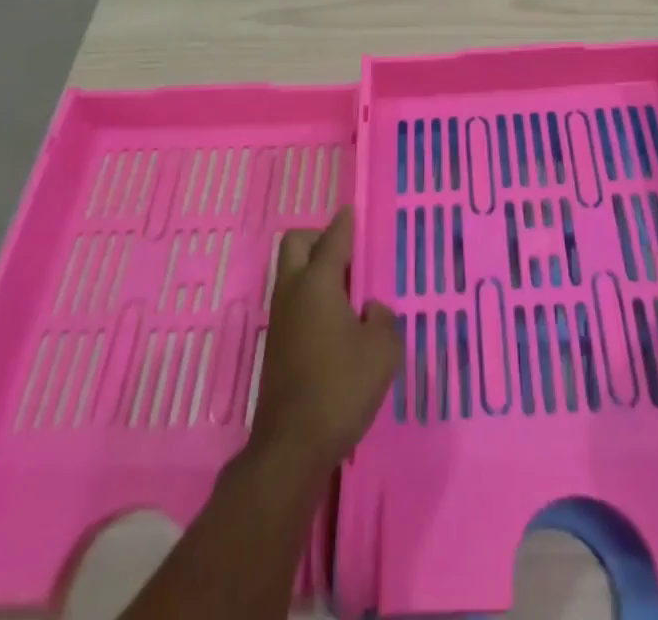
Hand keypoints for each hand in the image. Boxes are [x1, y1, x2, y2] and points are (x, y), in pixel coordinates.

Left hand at [247, 209, 401, 479]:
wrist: (292, 445)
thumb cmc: (341, 387)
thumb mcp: (382, 351)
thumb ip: (382, 320)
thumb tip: (370, 309)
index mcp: (318, 283)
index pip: (333, 239)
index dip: (345, 223)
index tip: (351, 212)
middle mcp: (293, 291)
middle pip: (296, 244)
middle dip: (319, 238)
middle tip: (347, 254)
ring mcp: (279, 318)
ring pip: (291, 273)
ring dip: (314, 269)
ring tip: (347, 290)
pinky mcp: (276, 344)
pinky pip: (293, 300)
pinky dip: (311, 297)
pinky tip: (335, 322)